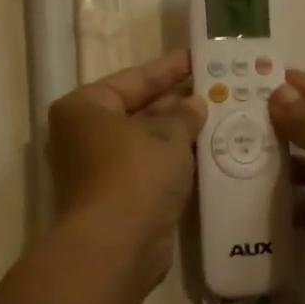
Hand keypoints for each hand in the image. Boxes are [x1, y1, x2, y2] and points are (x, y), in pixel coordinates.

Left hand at [49, 51, 207, 289]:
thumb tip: (193, 104)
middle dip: (175, 103)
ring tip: (220, 117)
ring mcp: (98, 171)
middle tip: (216, 90)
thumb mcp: (167, 135)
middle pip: (136, 111)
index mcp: (84, 109)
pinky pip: (150, 171)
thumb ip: (183, 115)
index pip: (132, 80)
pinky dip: (174, 163)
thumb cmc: (135, 174)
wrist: (117, 245)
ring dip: (178, 134)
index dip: (167, 68)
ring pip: (145, 143)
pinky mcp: (117, 200)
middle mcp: (84, 136)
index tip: (196, 58)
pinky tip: (208, 154)